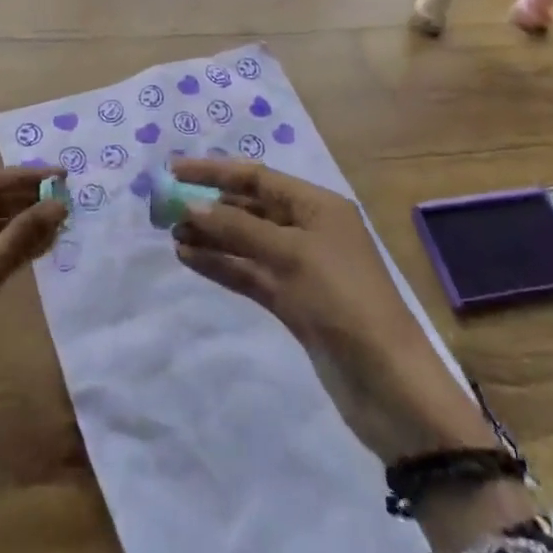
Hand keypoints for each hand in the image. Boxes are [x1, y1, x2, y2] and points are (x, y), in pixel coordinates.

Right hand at [169, 159, 497, 465]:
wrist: (387, 383)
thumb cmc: (343, 301)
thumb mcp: (290, 255)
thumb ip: (238, 229)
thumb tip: (190, 206)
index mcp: (318, 206)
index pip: (257, 178)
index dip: (214, 171)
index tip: (173, 169)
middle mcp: (309, 229)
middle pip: (249, 208)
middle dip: (209, 206)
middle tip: (165, 209)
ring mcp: (300, 267)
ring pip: (246, 242)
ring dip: (211, 237)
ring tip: (171, 235)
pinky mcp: (292, 302)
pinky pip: (249, 273)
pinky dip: (221, 265)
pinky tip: (189, 259)